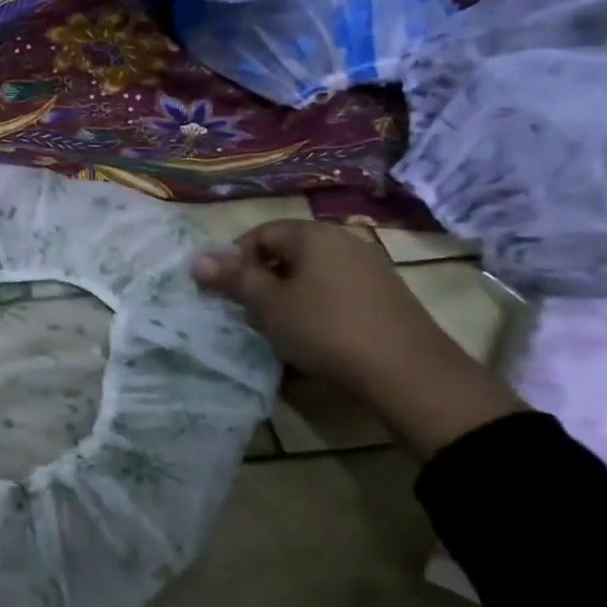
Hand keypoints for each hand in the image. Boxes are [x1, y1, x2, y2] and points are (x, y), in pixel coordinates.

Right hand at [193, 220, 522, 456]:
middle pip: (287, 253)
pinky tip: (314, 337)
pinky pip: (336, 292)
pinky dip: (316, 308)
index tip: (225, 292)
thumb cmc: (326, 329)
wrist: (409, 373)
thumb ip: (233, 279)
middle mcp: (343, 241)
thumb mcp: (269, 305)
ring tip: (278, 328)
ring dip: (288, 297)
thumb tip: (197, 259)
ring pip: (311, 275)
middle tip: (248, 312)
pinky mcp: (386, 296)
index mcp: (313, 235)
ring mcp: (370, 268)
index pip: (260, 233)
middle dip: (261, 280)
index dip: (234, 260)